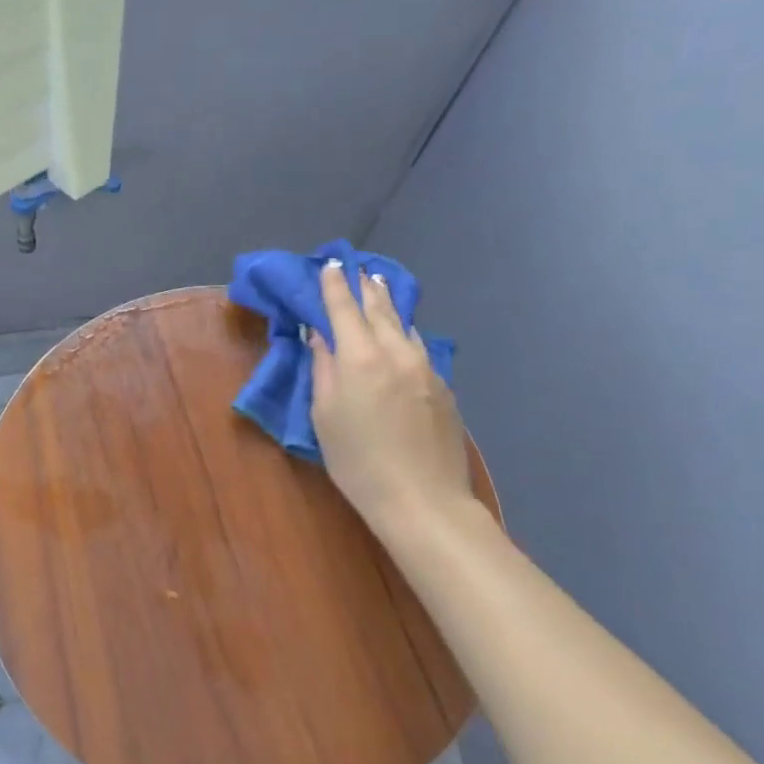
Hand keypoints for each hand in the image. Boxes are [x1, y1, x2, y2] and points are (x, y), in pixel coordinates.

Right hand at [309, 261, 474, 535]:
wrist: (422, 499)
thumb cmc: (357, 460)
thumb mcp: (324, 415)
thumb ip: (323, 369)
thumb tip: (320, 337)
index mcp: (360, 357)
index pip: (343, 309)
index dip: (334, 285)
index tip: (330, 265)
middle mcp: (396, 352)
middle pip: (379, 309)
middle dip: (365, 288)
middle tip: (358, 270)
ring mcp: (425, 367)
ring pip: (404, 325)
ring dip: (388, 305)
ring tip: (379, 290)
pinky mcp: (443, 386)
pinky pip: (418, 347)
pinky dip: (403, 333)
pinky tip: (401, 335)